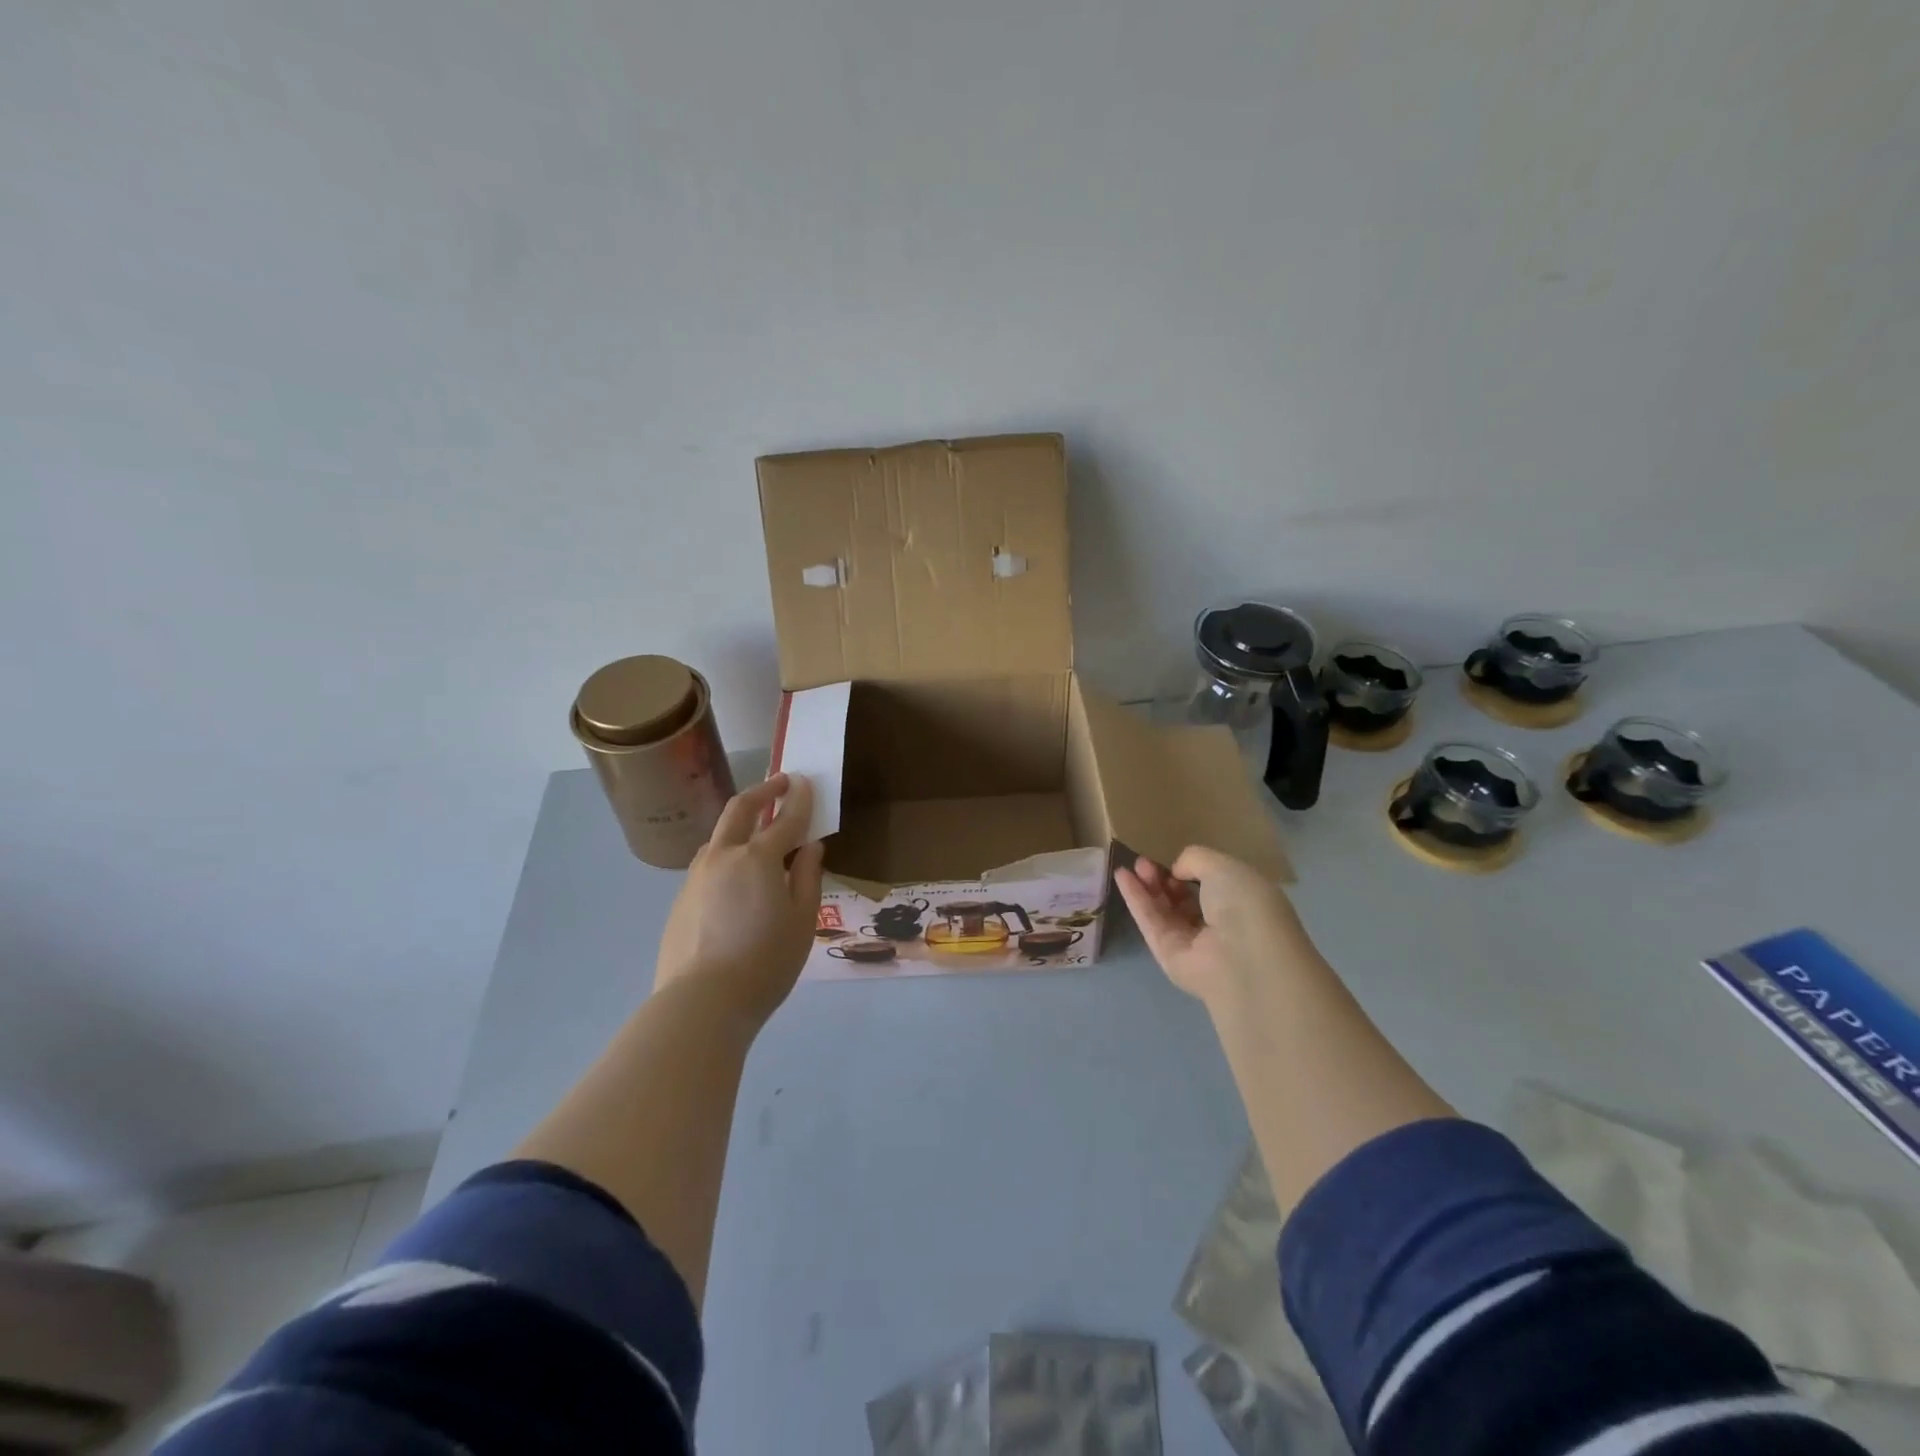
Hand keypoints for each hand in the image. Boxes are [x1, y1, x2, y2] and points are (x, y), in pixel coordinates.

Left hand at [654, 773, 825, 1029]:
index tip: (807, 782)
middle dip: (762, 791)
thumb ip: (807, 877)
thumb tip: (809, 848)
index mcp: (758, 858)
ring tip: (757, 833)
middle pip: (740, 810)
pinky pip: (708, 866)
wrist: (702, 1003)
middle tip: (779, 783)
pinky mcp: (680, 900)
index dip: (799, 799)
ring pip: (719, 837)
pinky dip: (727, 857)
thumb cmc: (765, 961)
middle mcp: (723, 857)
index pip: (785, 819)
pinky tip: (736, 880)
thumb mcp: (802, 920)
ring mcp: (696, 877)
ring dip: (740, 824)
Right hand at [1115, 845, 1322, 1006]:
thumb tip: (1178, 871)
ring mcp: (1192, 943)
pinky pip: (1150, 921)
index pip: (1211, 886)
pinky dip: (1135, 899)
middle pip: (1183, 899)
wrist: (1240, 956)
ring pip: (1164, 910)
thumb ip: (1195, 860)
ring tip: (1133, 865)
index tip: (1174, 861)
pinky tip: (1121, 876)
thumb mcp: (1223, 866)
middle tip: (1145, 862)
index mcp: (1241, 905)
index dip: (1190, 871)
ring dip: (1147, 886)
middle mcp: (1218, 926)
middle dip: (1163, 878)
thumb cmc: (1243, 905)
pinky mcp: (1168, 955)